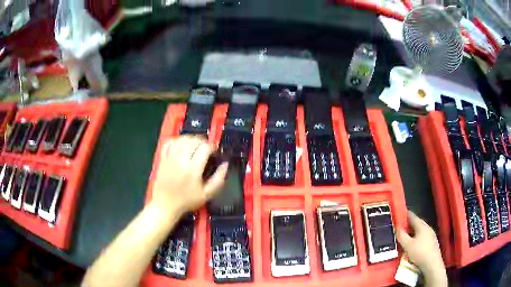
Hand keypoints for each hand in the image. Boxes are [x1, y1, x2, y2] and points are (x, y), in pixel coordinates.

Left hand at [151, 136, 227, 214]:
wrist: (165, 205)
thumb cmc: (187, 201)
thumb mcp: (206, 194)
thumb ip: (218, 179)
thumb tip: (225, 164)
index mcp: (193, 169)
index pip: (204, 148)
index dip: (212, 147)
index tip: (214, 153)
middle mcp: (181, 160)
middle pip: (193, 141)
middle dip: (202, 141)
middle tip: (206, 148)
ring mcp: (170, 158)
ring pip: (181, 139)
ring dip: (190, 138)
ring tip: (195, 144)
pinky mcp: (162, 159)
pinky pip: (169, 143)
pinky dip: (176, 140)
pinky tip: (181, 144)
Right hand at [396, 211, 446, 285]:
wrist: (432, 263)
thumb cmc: (419, 253)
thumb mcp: (407, 245)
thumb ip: (401, 235)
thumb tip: (397, 227)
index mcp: (422, 226)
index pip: (413, 216)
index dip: (405, 215)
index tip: (399, 214)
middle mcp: (427, 227)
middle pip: (417, 223)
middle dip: (409, 223)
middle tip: (400, 226)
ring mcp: (431, 234)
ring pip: (420, 230)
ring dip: (413, 231)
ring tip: (406, 235)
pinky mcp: (432, 242)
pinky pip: (423, 236)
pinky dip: (417, 236)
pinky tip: (414, 243)